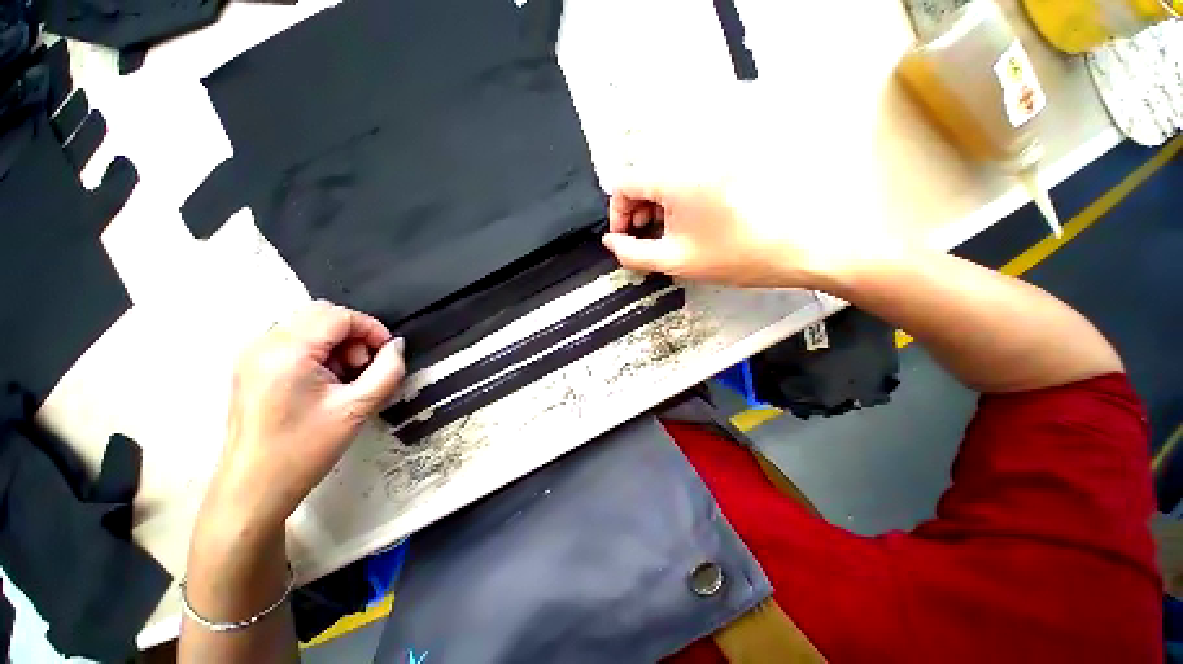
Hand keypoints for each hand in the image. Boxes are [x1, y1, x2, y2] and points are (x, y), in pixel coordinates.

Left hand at [198, 301, 405, 537]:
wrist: (253, 489)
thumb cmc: (305, 449)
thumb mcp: (358, 408)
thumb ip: (388, 370)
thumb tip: (397, 345)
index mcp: (287, 351)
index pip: (338, 315)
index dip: (371, 328)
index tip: (387, 353)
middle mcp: (264, 343)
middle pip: (321, 314)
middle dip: (353, 334)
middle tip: (363, 367)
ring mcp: (253, 355)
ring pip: (308, 326)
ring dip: (336, 344)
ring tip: (345, 379)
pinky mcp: (251, 368)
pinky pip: (293, 342)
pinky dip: (318, 352)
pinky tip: (324, 383)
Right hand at [602, 176, 900, 290]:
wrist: (803, 243)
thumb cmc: (736, 254)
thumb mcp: (675, 260)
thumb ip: (632, 253)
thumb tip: (611, 242)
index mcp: (672, 176)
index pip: (623, 183)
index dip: (617, 214)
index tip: (626, 239)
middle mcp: (690, 155)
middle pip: (644, 177)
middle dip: (637, 211)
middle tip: (648, 238)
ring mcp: (712, 157)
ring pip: (665, 176)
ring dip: (657, 205)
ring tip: (670, 233)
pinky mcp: (729, 163)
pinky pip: (688, 176)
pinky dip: (679, 198)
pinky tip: (691, 221)